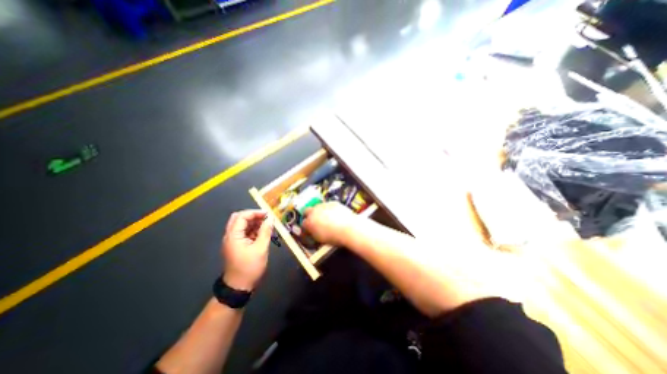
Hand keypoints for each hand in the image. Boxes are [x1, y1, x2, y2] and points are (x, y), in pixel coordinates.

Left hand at [221, 211, 272, 291]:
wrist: (239, 287)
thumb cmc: (250, 268)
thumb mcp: (261, 249)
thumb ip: (266, 231)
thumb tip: (271, 219)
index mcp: (233, 236)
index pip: (242, 216)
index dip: (255, 213)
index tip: (268, 215)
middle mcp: (230, 236)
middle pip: (239, 218)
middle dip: (253, 216)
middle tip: (266, 219)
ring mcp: (233, 241)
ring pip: (242, 225)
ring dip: (254, 223)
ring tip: (267, 226)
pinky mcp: (237, 246)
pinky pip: (244, 233)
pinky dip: (253, 230)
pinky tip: (263, 234)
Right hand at [304, 203, 358, 245]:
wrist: (348, 228)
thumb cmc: (335, 236)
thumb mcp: (320, 239)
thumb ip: (314, 234)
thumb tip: (313, 233)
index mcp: (309, 223)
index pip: (303, 224)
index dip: (306, 227)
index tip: (310, 229)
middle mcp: (314, 212)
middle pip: (307, 211)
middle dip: (309, 215)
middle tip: (315, 221)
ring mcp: (323, 205)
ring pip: (317, 206)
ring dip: (319, 211)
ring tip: (326, 218)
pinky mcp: (332, 202)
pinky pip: (328, 205)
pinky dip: (329, 209)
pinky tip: (335, 215)